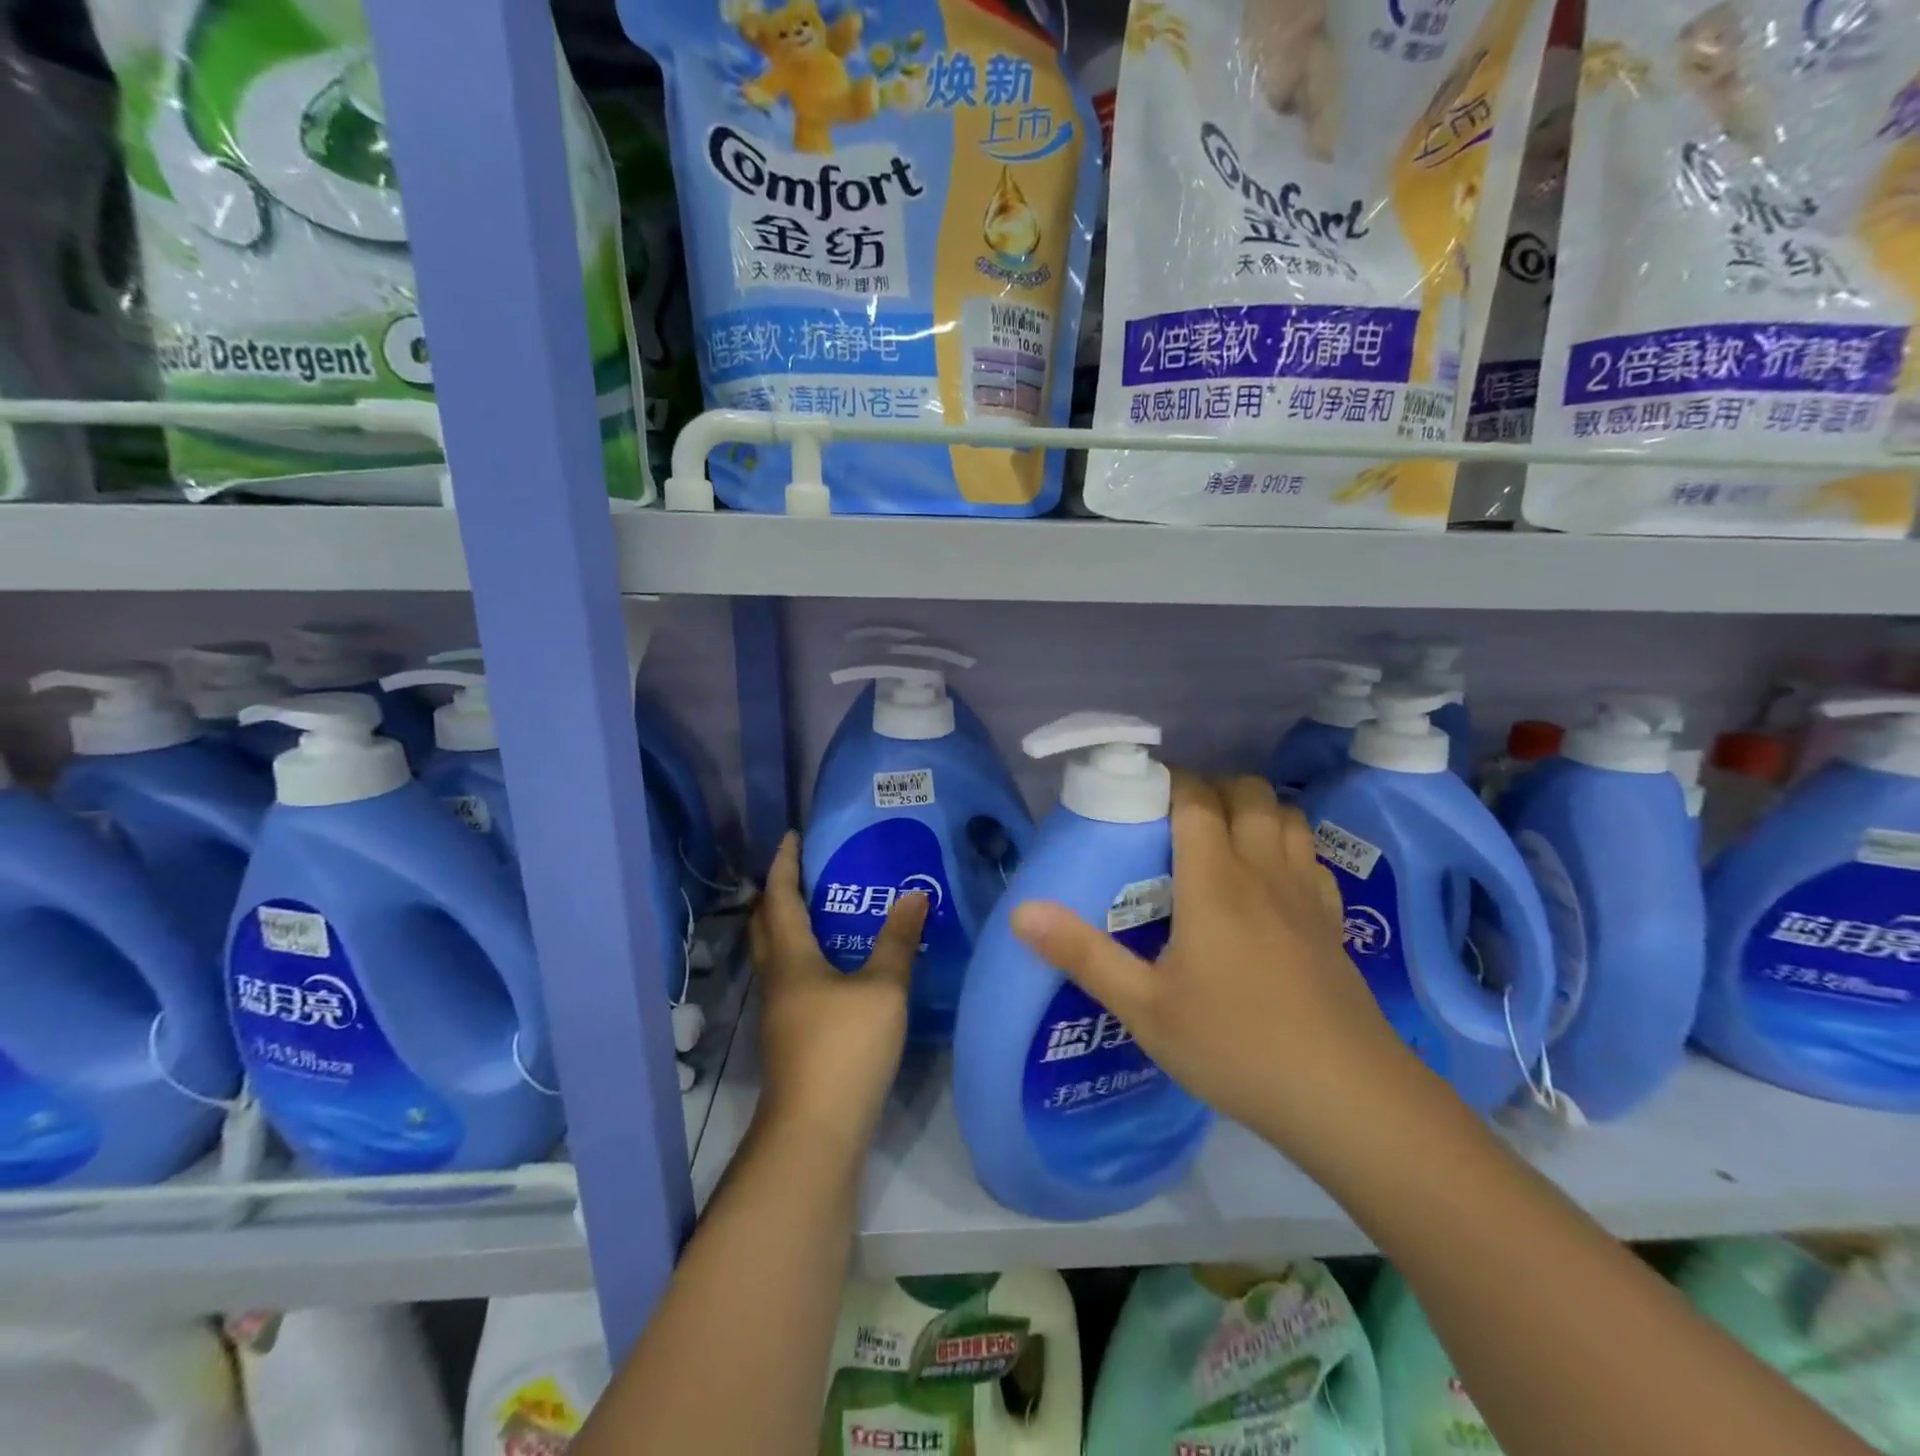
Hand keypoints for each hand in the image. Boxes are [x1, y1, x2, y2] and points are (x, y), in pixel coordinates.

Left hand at [748, 832, 928, 1156]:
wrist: (815, 1130)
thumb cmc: (846, 1048)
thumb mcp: (883, 989)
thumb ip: (898, 941)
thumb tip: (915, 894)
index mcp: (791, 958)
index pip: (780, 897)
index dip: (784, 864)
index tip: (791, 836)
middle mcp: (776, 979)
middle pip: (765, 924)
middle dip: (777, 891)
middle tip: (801, 869)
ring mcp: (778, 1011)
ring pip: (774, 953)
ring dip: (786, 924)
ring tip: (819, 908)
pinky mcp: (788, 1035)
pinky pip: (788, 977)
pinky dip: (801, 954)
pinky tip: (831, 965)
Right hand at [1009, 774, 1424, 1177]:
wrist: (1348, 1097)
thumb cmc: (1235, 1046)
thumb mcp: (1144, 1007)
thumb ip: (1082, 954)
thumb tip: (1020, 912)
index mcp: (1214, 881)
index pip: (1196, 800)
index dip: (1171, 781)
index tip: (1143, 790)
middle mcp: (1262, 871)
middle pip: (1249, 793)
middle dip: (1214, 787)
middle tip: (1177, 816)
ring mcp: (1305, 894)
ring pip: (1287, 817)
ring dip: (1255, 809)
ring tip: (1223, 836)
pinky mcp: (1334, 922)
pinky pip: (1311, 857)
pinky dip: (1288, 846)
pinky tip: (1271, 878)